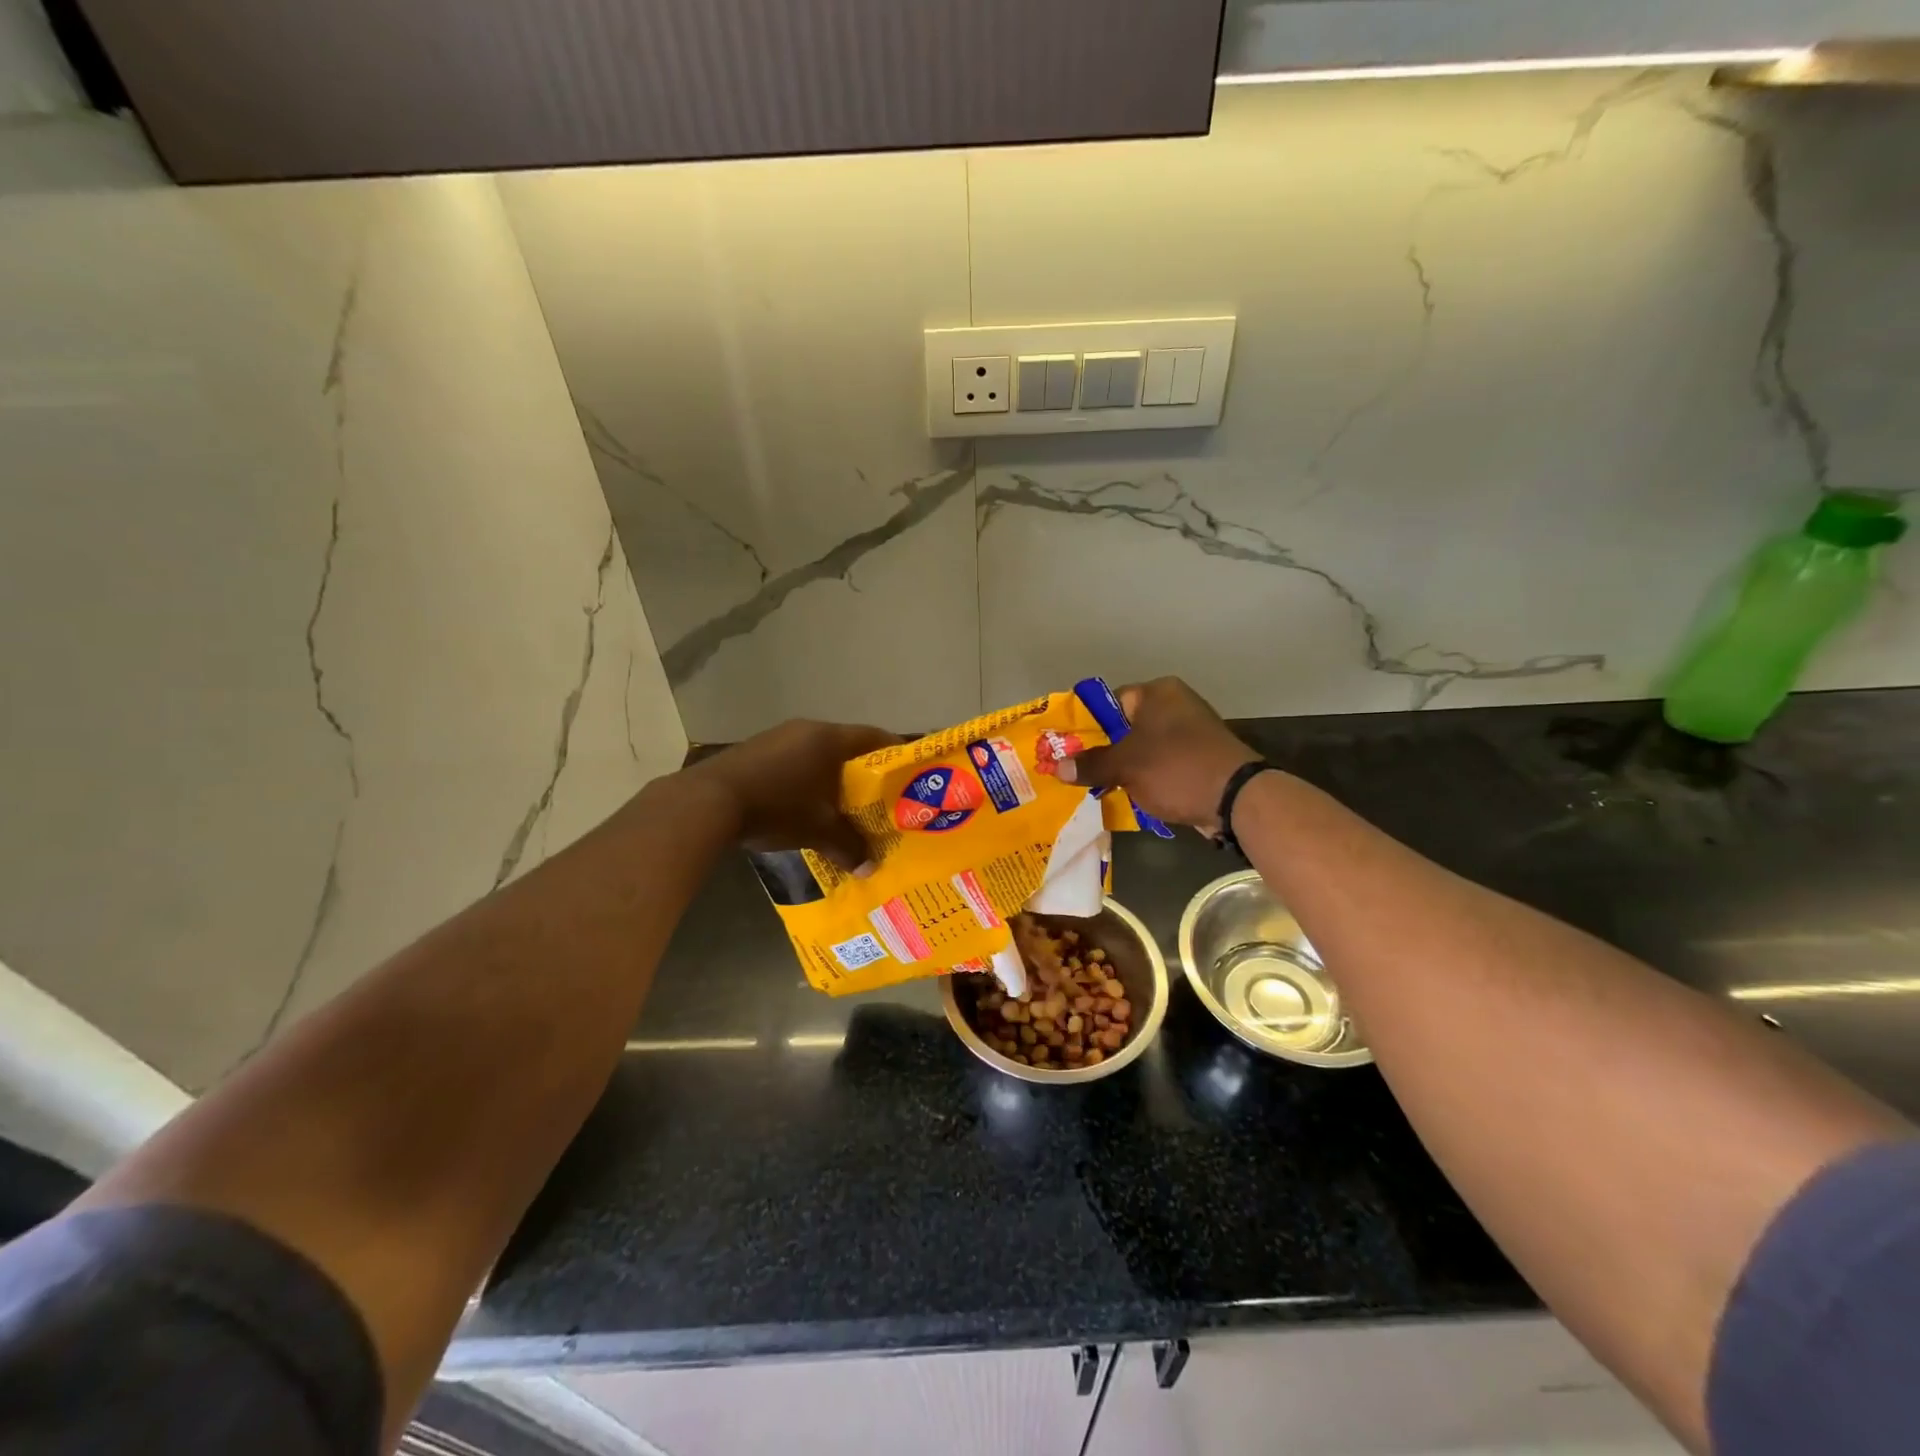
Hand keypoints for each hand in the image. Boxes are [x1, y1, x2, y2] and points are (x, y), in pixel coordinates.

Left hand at [687, 719, 898, 868]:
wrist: (709, 802)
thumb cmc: (777, 807)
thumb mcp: (818, 830)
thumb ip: (849, 846)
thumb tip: (869, 869)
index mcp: (829, 739)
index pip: (875, 737)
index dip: (894, 753)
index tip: (907, 773)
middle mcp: (806, 729)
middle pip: (846, 746)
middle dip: (863, 771)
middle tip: (877, 796)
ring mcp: (777, 737)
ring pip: (817, 753)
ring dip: (830, 775)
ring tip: (842, 803)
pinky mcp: (755, 750)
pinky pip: (793, 760)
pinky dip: (804, 778)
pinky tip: (803, 803)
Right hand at [1057, 677, 1258, 833]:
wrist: (1236, 799)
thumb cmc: (1175, 768)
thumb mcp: (1125, 766)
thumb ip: (1091, 764)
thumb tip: (1058, 767)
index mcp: (1158, 693)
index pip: (1111, 702)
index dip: (1088, 726)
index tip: (1069, 749)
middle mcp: (1176, 705)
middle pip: (1126, 727)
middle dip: (1104, 751)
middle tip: (1079, 772)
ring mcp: (1192, 733)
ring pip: (1145, 748)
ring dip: (1125, 768)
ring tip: (1099, 788)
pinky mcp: (1201, 758)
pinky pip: (1163, 765)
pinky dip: (1148, 778)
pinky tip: (1129, 796)